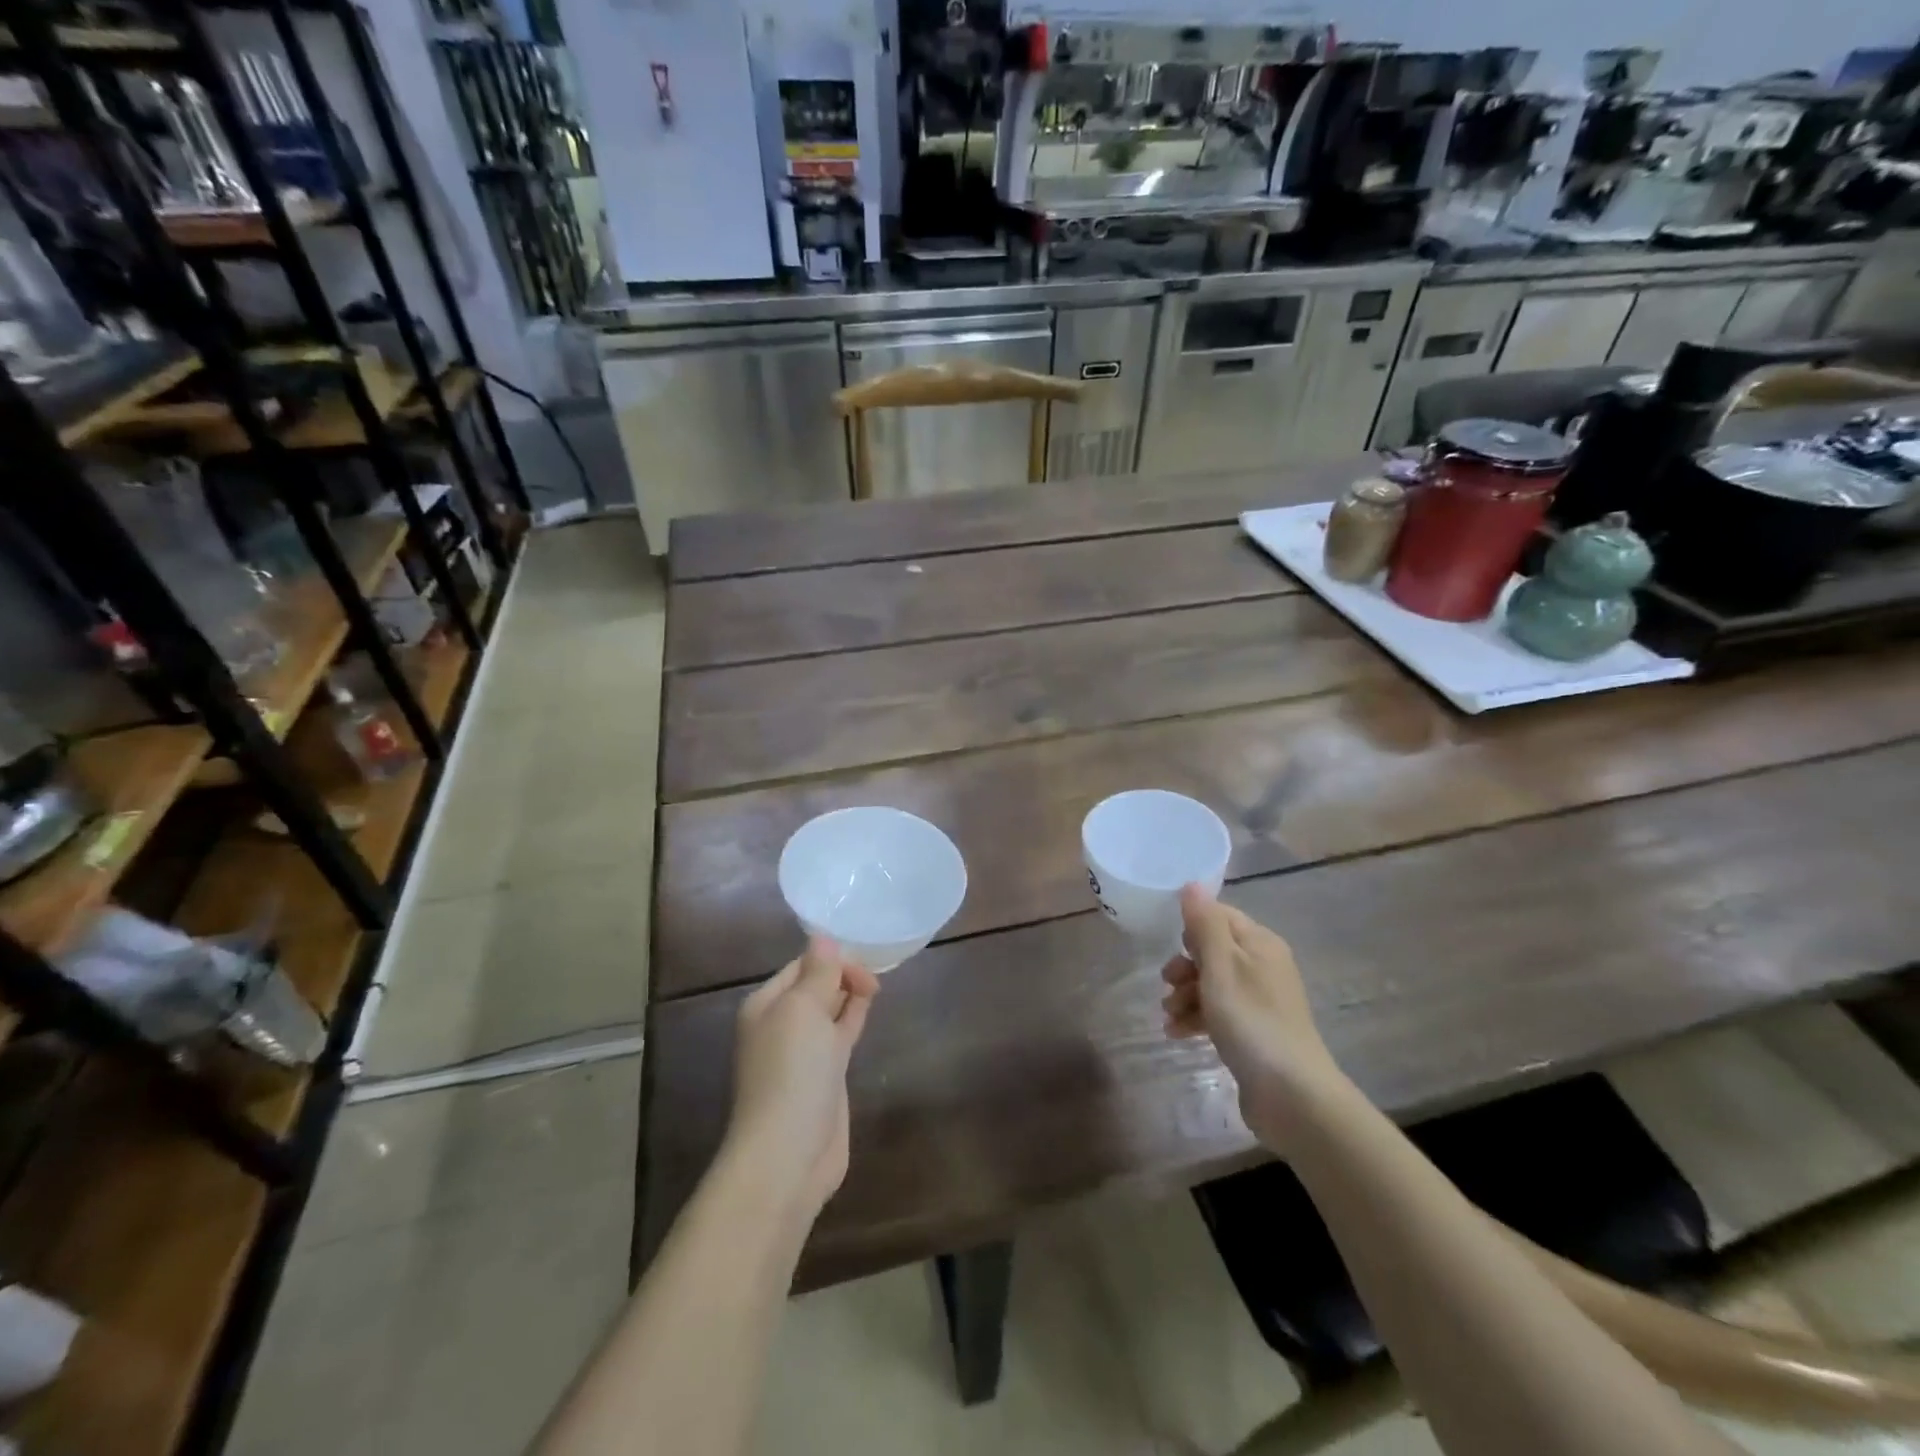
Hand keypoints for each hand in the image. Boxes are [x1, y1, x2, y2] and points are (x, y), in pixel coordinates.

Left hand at [726, 937, 879, 1220]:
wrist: (789, 1154)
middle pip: (815, 985)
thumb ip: (817, 972)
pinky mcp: (825, 1075)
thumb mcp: (803, 1010)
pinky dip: (854, 1016)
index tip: (864, 955)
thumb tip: (822, 936)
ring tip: (877, 981)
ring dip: (850, 993)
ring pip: (829, 1009)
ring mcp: (803, 1052)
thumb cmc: (791, 1072)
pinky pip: (840, 1034)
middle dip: (842, 973)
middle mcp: (781, 1025)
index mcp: (766, 1005)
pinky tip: (869, 1005)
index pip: (801, 965)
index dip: (830, 956)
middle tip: (875, 973)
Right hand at [1161, 884, 1347, 1150]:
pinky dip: (1197, 1018)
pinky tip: (1177, 1034)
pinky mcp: (1254, 1031)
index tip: (1170, 946)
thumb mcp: (1221, 965)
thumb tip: (1192, 884)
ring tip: (1168, 1016)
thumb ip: (1204, 924)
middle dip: (1184, 966)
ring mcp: (1261, 1000)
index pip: (1219, 916)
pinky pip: (1218, 1012)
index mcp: (1260, 943)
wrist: (1291, 1094)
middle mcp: (1264, 966)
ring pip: (1212, 983)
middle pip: (1213, 951)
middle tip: (1167, 984)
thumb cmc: (1251, 1020)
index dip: (1192, 928)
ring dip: (1185, 995)